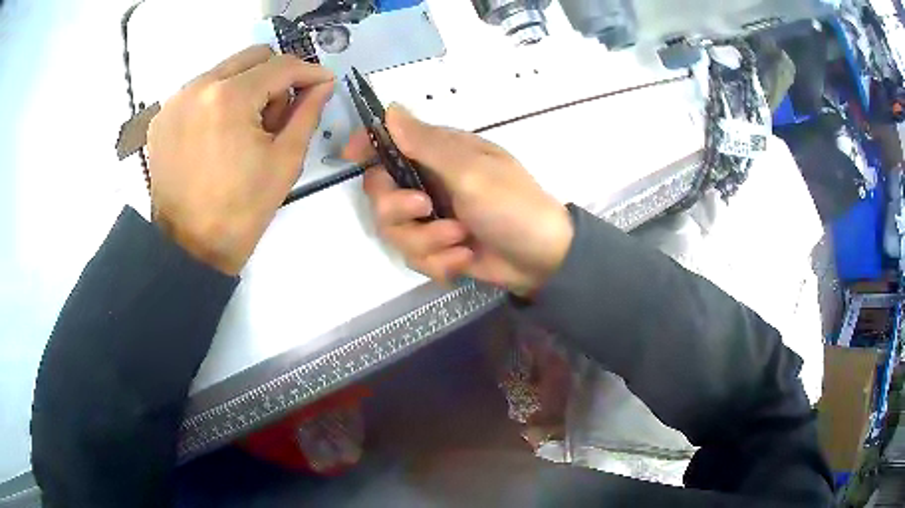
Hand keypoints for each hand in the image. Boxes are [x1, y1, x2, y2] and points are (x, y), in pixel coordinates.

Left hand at [147, 45, 334, 274]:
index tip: (323, 83)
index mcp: (229, 98)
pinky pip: (201, 90)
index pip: (281, 66)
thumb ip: (308, 113)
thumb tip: (322, 84)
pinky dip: (219, 101)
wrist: (189, 247)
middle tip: (276, 116)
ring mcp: (176, 100)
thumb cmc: (241, 210)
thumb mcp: (285, 161)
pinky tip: (219, 135)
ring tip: (244, 130)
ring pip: (226, 70)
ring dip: (246, 88)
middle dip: (275, 77)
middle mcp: (199, 87)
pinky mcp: (163, 116)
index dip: (309, 72)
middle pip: (253, 57)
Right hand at [345, 106, 573, 296]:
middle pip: (379, 193)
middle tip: (425, 209)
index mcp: (439, 154)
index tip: (349, 156)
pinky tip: (465, 258)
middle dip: (396, 208)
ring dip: (426, 241)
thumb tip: (391, 109)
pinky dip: (440, 262)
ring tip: (460, 241)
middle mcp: (429, 182)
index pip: (390, 140)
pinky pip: (415, 257)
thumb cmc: (514, 206)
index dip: (366, 144)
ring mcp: (432, 217)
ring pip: (394, 231)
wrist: (542, 260)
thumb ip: (426, 144)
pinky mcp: (437, 248)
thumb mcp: (471, 171)